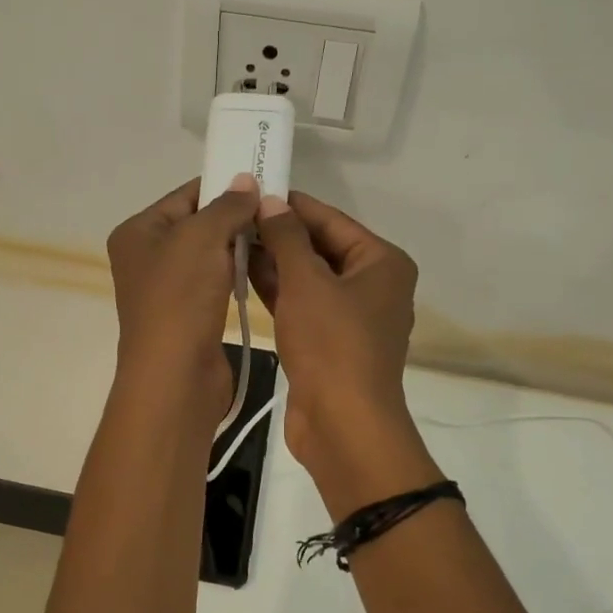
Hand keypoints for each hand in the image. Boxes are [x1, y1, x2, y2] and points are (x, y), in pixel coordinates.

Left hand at [106, 175, 258, 431]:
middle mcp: (147, 258)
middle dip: (235, 218)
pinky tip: (264, 269)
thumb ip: (227, 206)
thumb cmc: (180, 298)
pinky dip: (237, 275)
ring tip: (276, 237)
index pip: (186, 195)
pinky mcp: (189, 315)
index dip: (224, 186)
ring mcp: (168, 290)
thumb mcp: (202, 237)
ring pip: (211, 255)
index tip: (264, 183)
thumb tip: (247, 181)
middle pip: (199, 225)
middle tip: (277, 211)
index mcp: (138, 232)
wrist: (176, 375)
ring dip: (240, 247)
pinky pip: (217, 283)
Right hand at [251, 192, 440, 513]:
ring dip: (274, 262)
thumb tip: (271, 201)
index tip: (252, 188)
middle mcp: (372, 285)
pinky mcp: (330, 343)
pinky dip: (277, 292)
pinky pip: (302, 305)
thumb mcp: (307, 282)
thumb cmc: (332, 344)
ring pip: (309, 278)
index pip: (332, 220)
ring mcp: (351, 317)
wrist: (342, 424)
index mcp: (382, 263)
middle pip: (321, 248)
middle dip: (279, 234)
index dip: (291, 205)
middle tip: (233, 215)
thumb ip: (287, 238)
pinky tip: (242, 274)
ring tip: (230, 240)